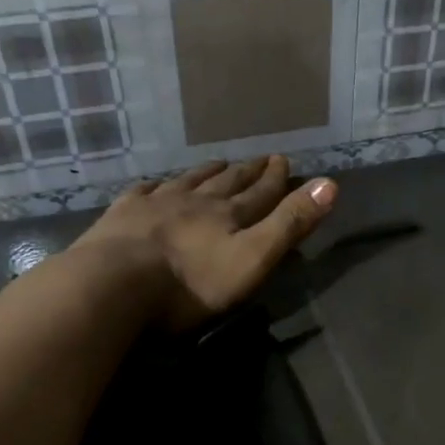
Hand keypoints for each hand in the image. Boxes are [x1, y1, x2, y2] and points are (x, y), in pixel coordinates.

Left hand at [71, 156, 335, 329]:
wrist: (113, 286)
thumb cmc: (191, 285)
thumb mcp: (253, 259)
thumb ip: (290, 224)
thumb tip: (331, 184)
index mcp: (229, 216)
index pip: (260, 194)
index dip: (276, 180)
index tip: (284, 160)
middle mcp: (195, 202)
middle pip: (227, 184)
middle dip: (247, 172)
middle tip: (260, 158)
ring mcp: (155, 205)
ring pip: (187, 182)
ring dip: (206, 173)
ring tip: (218, 163)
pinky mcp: (121, 217)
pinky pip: (143, 192)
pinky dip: (156, 186)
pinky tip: (155, 184)